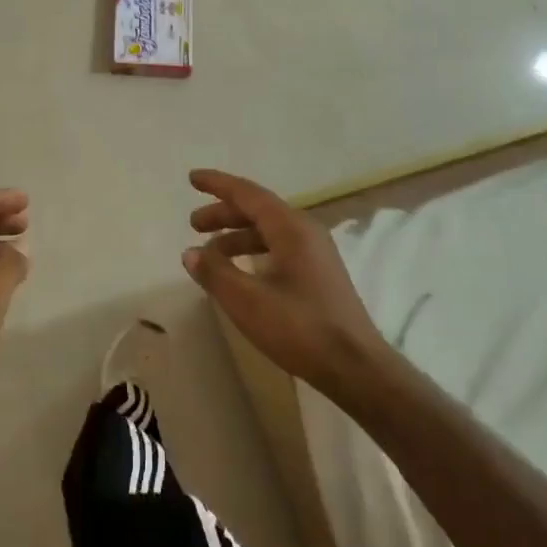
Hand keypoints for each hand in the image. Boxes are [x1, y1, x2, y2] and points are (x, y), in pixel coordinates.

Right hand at [184, 169, 386, 394]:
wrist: (355, 368)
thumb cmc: (300, 328)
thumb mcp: (247, 301)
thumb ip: (215, 273)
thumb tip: (191, 253)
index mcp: (291, 228)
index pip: (248, 194)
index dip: (218, 184)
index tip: (192, 178)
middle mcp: (305, 231)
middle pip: (258, 210)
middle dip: (223, 213)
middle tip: (193, 224)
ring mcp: (316, 253)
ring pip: (268, 231)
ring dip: (237, 235)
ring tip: (210, 253)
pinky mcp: (319, 274)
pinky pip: (278, 247)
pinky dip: (253, 251)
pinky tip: (240, 271)